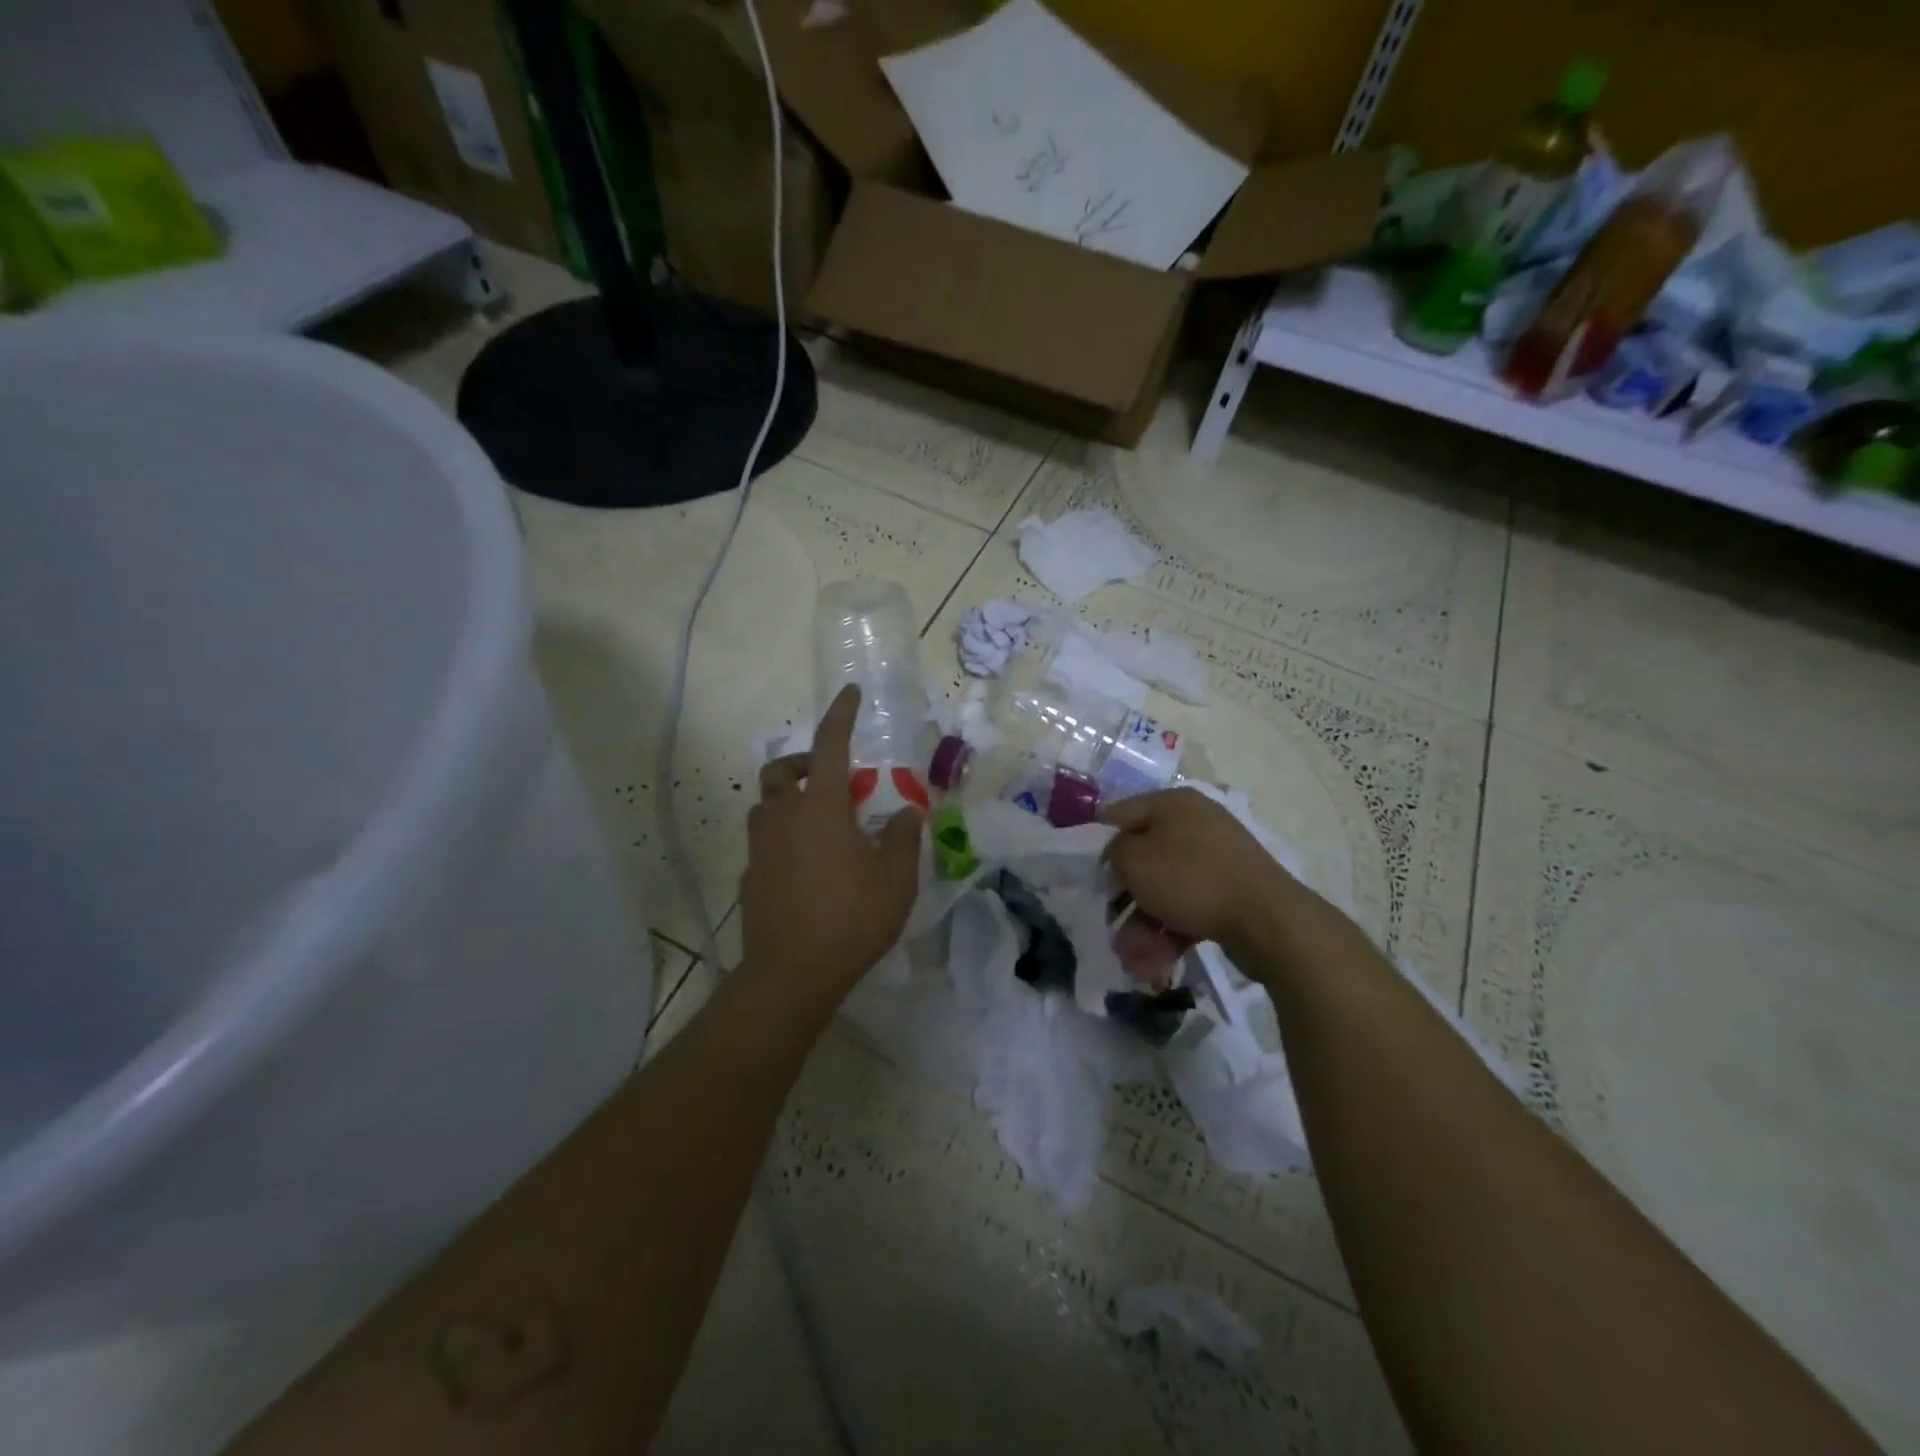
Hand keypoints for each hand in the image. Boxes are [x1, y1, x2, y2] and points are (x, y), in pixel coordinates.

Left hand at [736, 685, 922, 1015]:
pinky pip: (764, 841)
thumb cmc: (851, 918)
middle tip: (829, 778)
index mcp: (820, 807)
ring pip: (765, 805)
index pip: (829, 745)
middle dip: (803, 762)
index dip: (840, 715)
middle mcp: (783, 817)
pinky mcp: (749, 876)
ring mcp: (760, 847)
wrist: (791, 973)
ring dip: (788, 799)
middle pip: (780, 771)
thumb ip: (902, 837)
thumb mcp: (895, 879)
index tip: (850, 692)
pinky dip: (783, 837)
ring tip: (819, 823)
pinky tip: (806, 867)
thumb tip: (907, 811)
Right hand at [1100, 788, 1302, 950]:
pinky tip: (1155, 964)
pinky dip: (1170, 932)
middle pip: (1144, 857)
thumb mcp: (1134, 859)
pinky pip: (1189, 908)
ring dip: (1143, 924)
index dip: (1097, 844)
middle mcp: (1196, 824)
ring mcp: (1217, 859)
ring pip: (1165, 890)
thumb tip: (1120, 857)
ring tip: (1133, 959)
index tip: (1086, 875)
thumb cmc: (1190, 879)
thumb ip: (1114, 852)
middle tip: (1109, 923)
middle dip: (1123, 897)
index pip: (1120, 814)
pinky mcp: (1230, 893)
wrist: (1267, 920)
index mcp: (1173, 803)